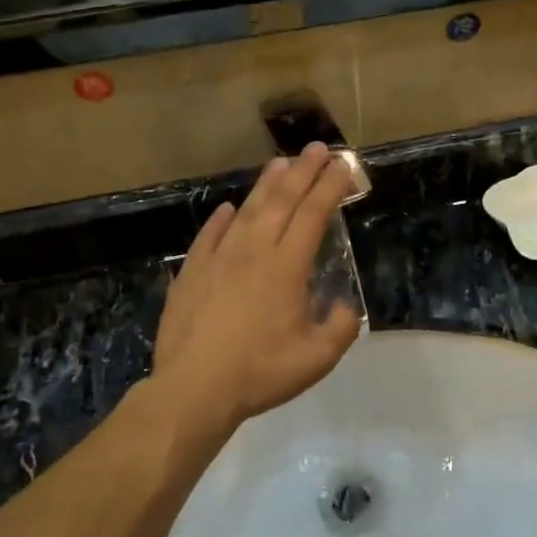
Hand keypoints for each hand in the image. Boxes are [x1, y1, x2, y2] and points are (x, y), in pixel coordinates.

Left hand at [153, 143, 360, 425]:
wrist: (195, 388)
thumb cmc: (260, 372)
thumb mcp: (317, 358)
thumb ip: (340, 326)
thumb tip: (344, 305)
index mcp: (286, 267)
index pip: (313, 215)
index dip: (330, 187)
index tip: (343, 166)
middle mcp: (253, 251)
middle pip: (282, 201)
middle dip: (302, 171)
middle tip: (317, 148)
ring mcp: (218, 258)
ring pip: (247, 211)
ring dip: (266, 185)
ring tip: (280, 163)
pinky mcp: (192, 272)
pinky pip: (210, 235)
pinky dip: (222, 218)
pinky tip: (229, 208)